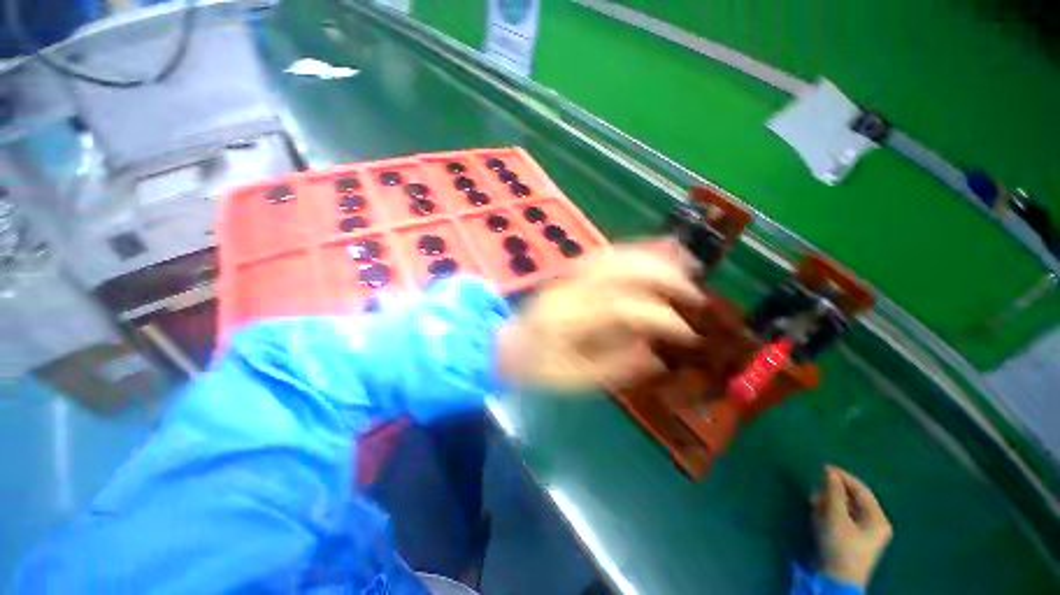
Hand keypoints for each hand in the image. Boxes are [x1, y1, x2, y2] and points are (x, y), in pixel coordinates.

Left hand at [497, 243, 705, 390]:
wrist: (506, 347)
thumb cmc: (538, 368)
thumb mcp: (574, 380)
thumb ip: (614, 366)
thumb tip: (655, 354)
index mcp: (566, 322)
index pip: (621, 309)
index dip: (660, 318)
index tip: (688, 334)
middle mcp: (568, 291)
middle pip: (619, 270)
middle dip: (664, 277)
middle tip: (695, 295)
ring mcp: (567, 277)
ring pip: (614, 255)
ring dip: (653, 256)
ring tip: (686, 264)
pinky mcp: (569, 273)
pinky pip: (605, 254)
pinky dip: (634, 250)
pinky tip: (654, 252)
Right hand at [813, 466, 893, 587]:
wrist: (836, 580)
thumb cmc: (840, 546)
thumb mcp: (835, 517)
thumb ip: (833, 493)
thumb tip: (829, 472)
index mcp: (878, 519)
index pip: (862, 491)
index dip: (843, 477)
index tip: (823, 467)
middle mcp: (875, 524)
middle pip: (853, 500)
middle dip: (833, 492)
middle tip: (816, 487)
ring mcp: (864, 534)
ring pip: (845, 509)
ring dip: (828, 503)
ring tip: (813, 501)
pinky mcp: (852, 541)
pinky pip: (841, 519)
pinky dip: (829, 513)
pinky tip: (817, 514)